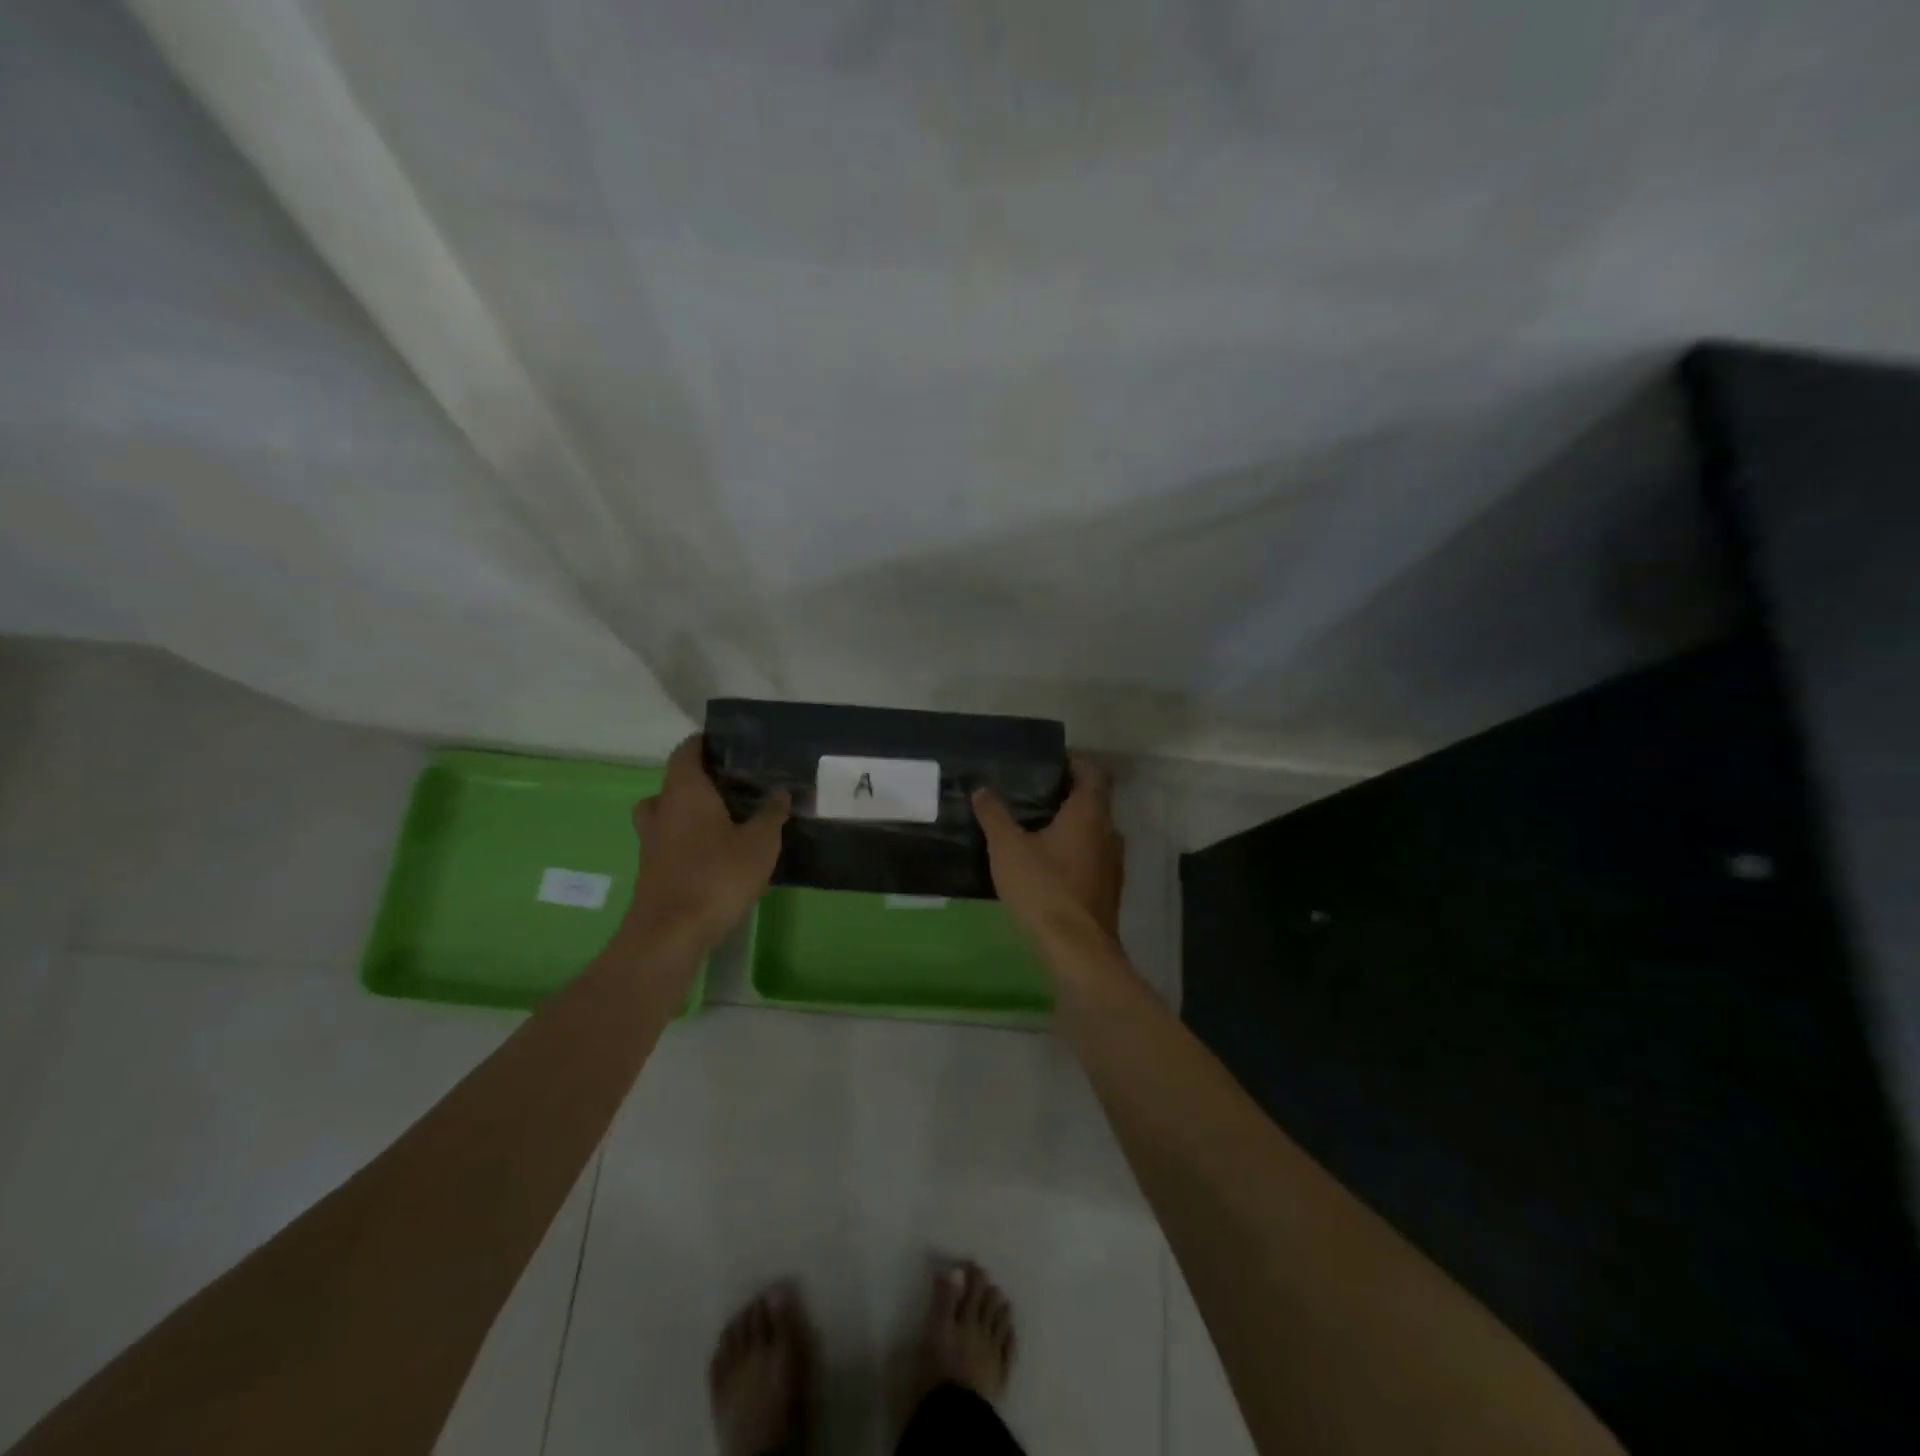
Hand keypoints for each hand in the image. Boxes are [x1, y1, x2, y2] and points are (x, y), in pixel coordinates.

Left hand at [627, 735, 788, 953]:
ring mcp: (652, 840)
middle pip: (674, 782)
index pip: (687, 751)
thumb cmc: (717, 876)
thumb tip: (781, 792)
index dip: (704, 743)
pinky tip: (716, 852)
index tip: (730, 744)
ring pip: (667, 812)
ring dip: (690, 811)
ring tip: (724, 819)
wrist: (671, 933)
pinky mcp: (652, 868)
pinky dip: (688, 838)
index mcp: (685, 791)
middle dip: (701, 780)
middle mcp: (662, 808)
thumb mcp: (759, 843)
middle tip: (734, 785)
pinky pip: (669, 839)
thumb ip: (771, 814)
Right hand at [973, 755, 1124, 952]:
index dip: (1075, 762)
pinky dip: (1074, 850)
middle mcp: (1109, 831)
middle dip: (1066, 794)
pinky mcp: (1109, 888)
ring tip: (1035, 826)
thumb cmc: (1043, 888)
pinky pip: (1093, 856)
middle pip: (1094, 800)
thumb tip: (982, 790)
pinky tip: (1047, 863)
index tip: (1049, 762)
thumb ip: (994, 815)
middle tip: (1032, 793)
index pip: (1093, 772)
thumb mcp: (1008, 848)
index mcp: (1090, 812)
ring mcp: (1113, 862)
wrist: (1077, 949)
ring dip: (1071, 824)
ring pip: (1094, 830)